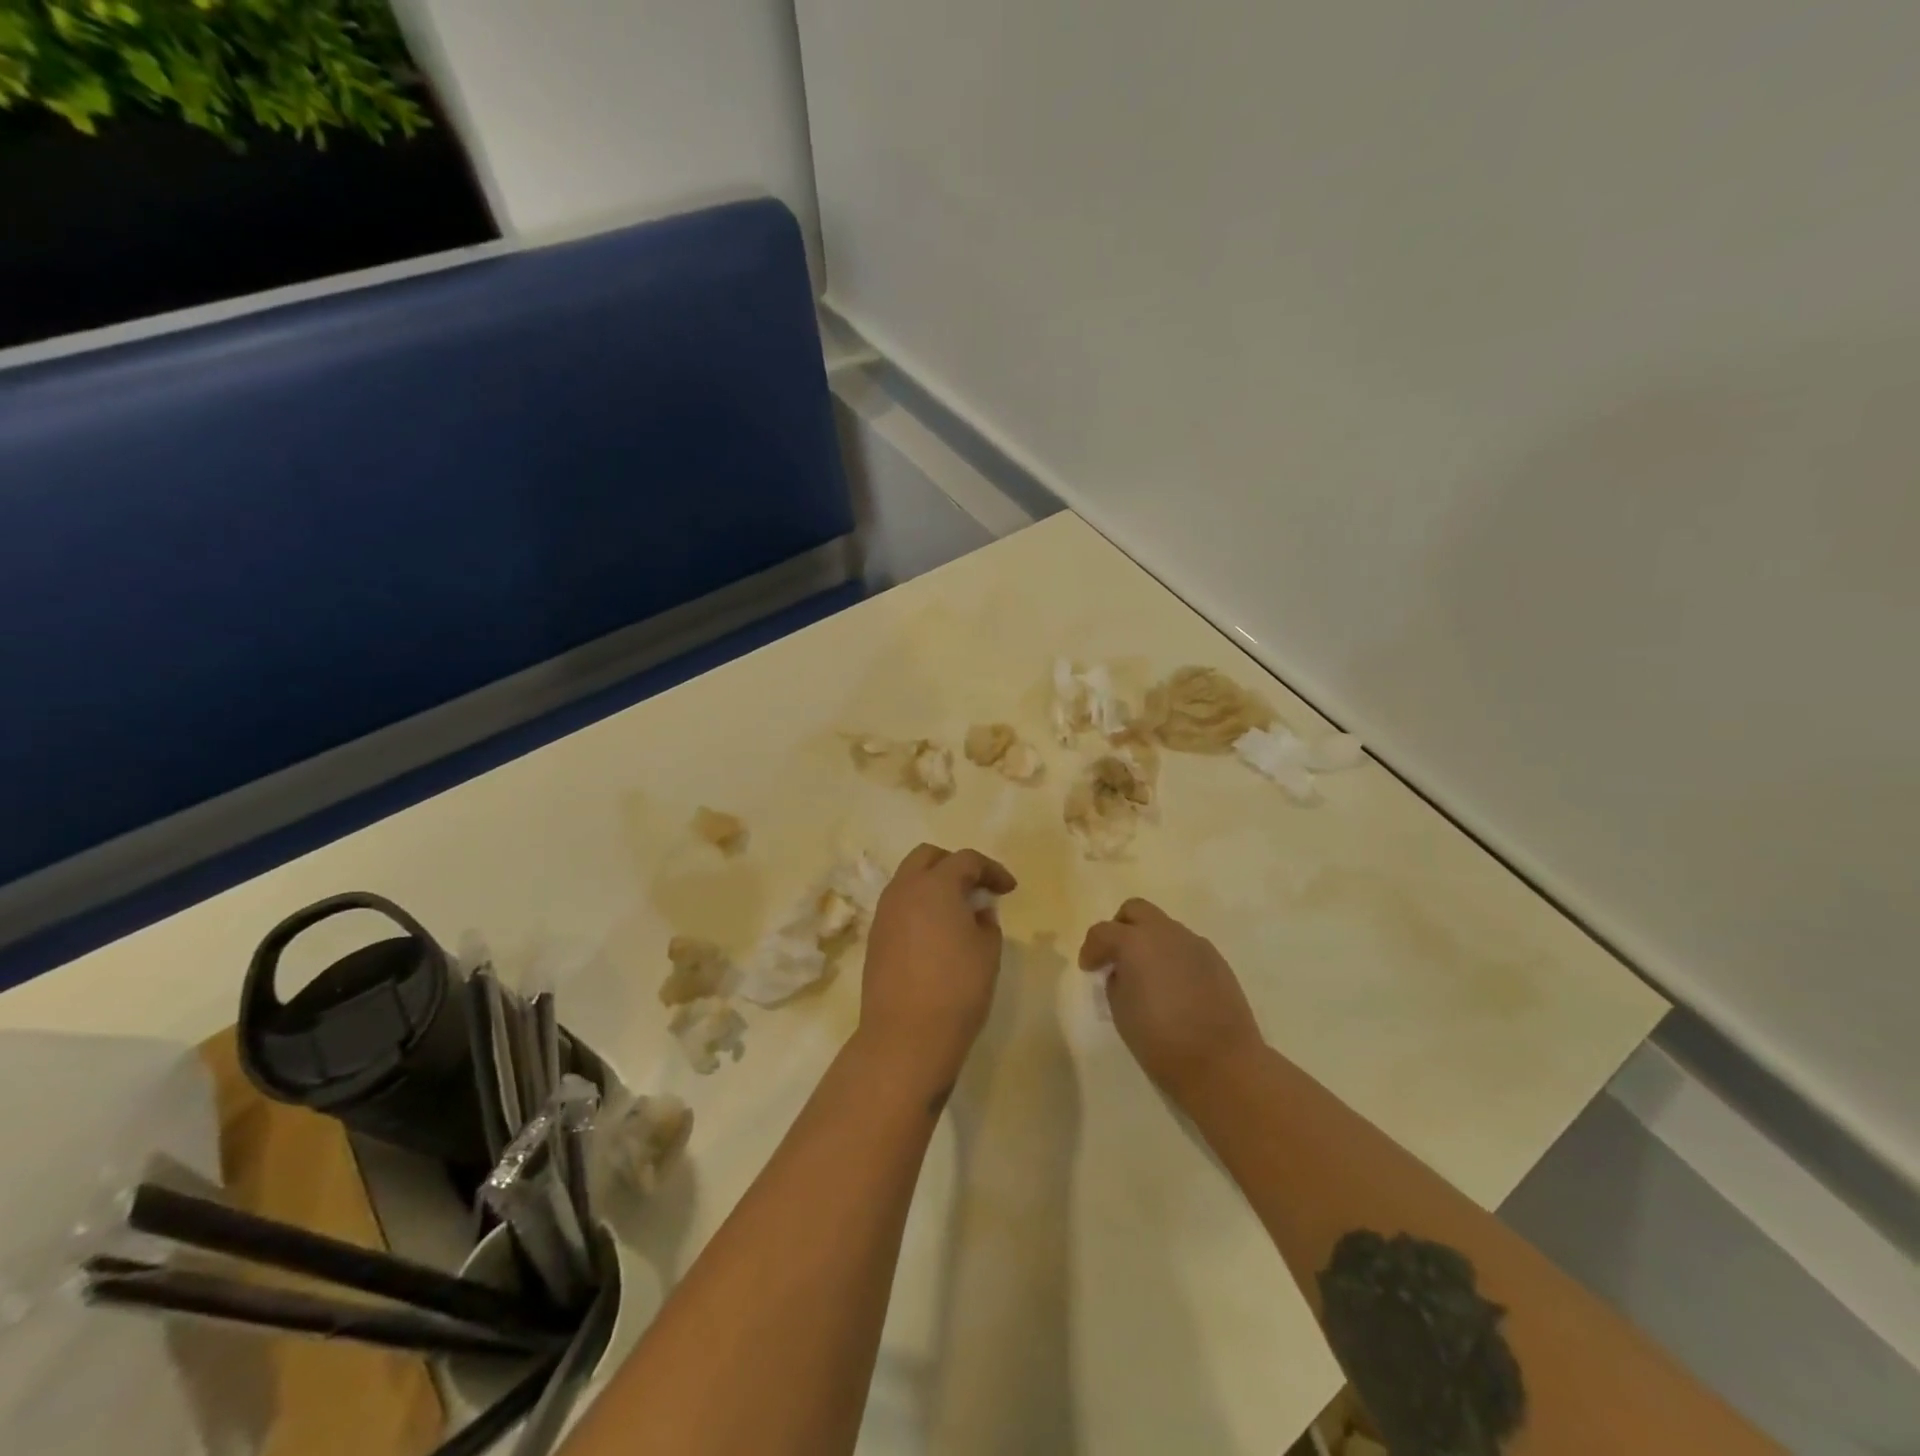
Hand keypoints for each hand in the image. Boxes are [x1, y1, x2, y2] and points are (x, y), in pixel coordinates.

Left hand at [859, 844, 1017, 1087]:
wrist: (906, 1036)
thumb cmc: (957, 989)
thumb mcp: (987, 951)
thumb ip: (986, 922)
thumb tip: (977, 913)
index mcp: (935, 885)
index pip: (966, 860)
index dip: (991, 870)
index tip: (1009, 890)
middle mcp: (904, 890)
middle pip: (927, 857)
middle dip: (955, 865)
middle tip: (977, 888)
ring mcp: (884, 913)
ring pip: (908, 879)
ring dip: (933, 884)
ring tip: (957, 911)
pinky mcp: (875, 937)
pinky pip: (899, 906)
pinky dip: (919, 906)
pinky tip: (936, 933)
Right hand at [1079, 898, 1264, 1101]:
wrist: (1222, 1063)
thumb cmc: (1161, 1041)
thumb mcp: (1121, 1012)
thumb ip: (1116, 981)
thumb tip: (1122, 971)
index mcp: (1135, 942)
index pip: (1103, 932)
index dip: (1091, 949)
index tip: (1089, 969)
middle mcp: (1165, 933)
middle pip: (1135, 910)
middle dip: (1120, 928)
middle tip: (1116, 957)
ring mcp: (1194, 943)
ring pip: (1163, 927)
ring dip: (1149, 942)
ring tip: (1147, 976)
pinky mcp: (1216, 959)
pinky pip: (1185, 946)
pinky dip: (1172, 956)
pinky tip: (1174, 986)